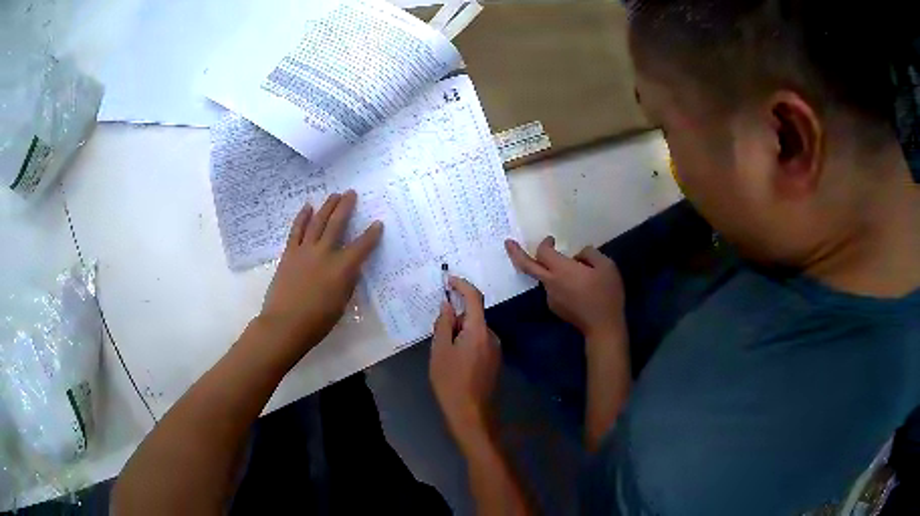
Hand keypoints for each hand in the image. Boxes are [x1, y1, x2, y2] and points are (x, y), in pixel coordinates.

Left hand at [259, 191, 382, 364]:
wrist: (285, 324)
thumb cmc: (317, 321)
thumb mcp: (341, 303)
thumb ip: (347, 283)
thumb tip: (349, 269)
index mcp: (342, 269)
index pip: (362, 246)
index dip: (372, 234)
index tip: (378, 223)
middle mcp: (324, 253)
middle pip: (337, 224)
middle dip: (346, 207)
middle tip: (351, 193)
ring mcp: (305, 251)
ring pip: (318, 222)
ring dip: (327, 206)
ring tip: (334, 195)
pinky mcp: (289, 253)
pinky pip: (296, 230)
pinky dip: (302, 217)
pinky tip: (307, 207)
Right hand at [430, 277, 499, 443]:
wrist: (471, 414)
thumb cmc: (451, 382)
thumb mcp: (440, 351)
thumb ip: (444, 324)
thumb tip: (447, 305)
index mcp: (479, 331)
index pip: (474, 298)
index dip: (462, 285)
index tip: (449, 280)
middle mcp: (492, 336)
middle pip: (474, 316)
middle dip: (456, 318)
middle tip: (438, 335)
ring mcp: (495, 350)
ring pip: (476, 330)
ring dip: (460, 333)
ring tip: (444, 353)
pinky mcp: (494, 361)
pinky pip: (480, 342)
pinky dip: (467, 343)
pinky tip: (455, 362)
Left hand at [505, 237, 624, 339]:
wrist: (602, 327)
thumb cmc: (606, 294)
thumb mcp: (606, 266)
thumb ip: (590, 254)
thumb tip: (579, 255)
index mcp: (561, 270)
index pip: (543, 252)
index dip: (545, 243)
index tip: (551, 239)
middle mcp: (550, 283)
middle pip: (527, 266)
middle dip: (515, 253)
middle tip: (508, 243)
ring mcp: (550, 297)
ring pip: (544, 278)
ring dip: (550, 271)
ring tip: (575, 273)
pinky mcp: (555, 308)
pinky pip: (553, 290)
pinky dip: (559, 283)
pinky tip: (576, 288)